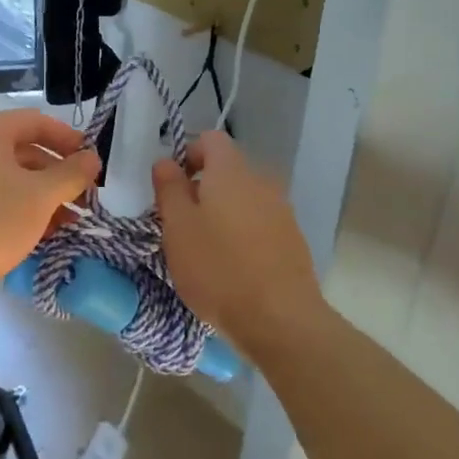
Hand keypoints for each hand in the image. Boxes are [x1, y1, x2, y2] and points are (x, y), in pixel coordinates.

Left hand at [0, 109, 100, 303]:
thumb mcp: (41, 197)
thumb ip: (72, 173)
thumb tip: (92, 157)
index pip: (36, 121)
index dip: (69, 139)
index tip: (91, 163)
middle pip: (23, 149)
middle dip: (58, 173)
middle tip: (83, 196)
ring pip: (10, 176)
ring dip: (42, 194)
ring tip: (68, 220)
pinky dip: (19, 207)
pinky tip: (40, 232)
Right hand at [153, 131, 324, 353]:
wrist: (279, 318)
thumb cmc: (218, 268)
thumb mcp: (177, 228)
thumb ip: (169, 188)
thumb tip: (166, 161)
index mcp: (232, 171)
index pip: (210, 139)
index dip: (187, 155)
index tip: (172, 187)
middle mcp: (262, 181)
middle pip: (227, 171)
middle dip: (202, 189)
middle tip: (181, 225)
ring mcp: (282, 210)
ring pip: (244, 199)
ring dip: (222, 214)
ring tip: (205, 250)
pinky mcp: (293, 239)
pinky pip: (260, 223)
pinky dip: (243, 234)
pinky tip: (232, 267)